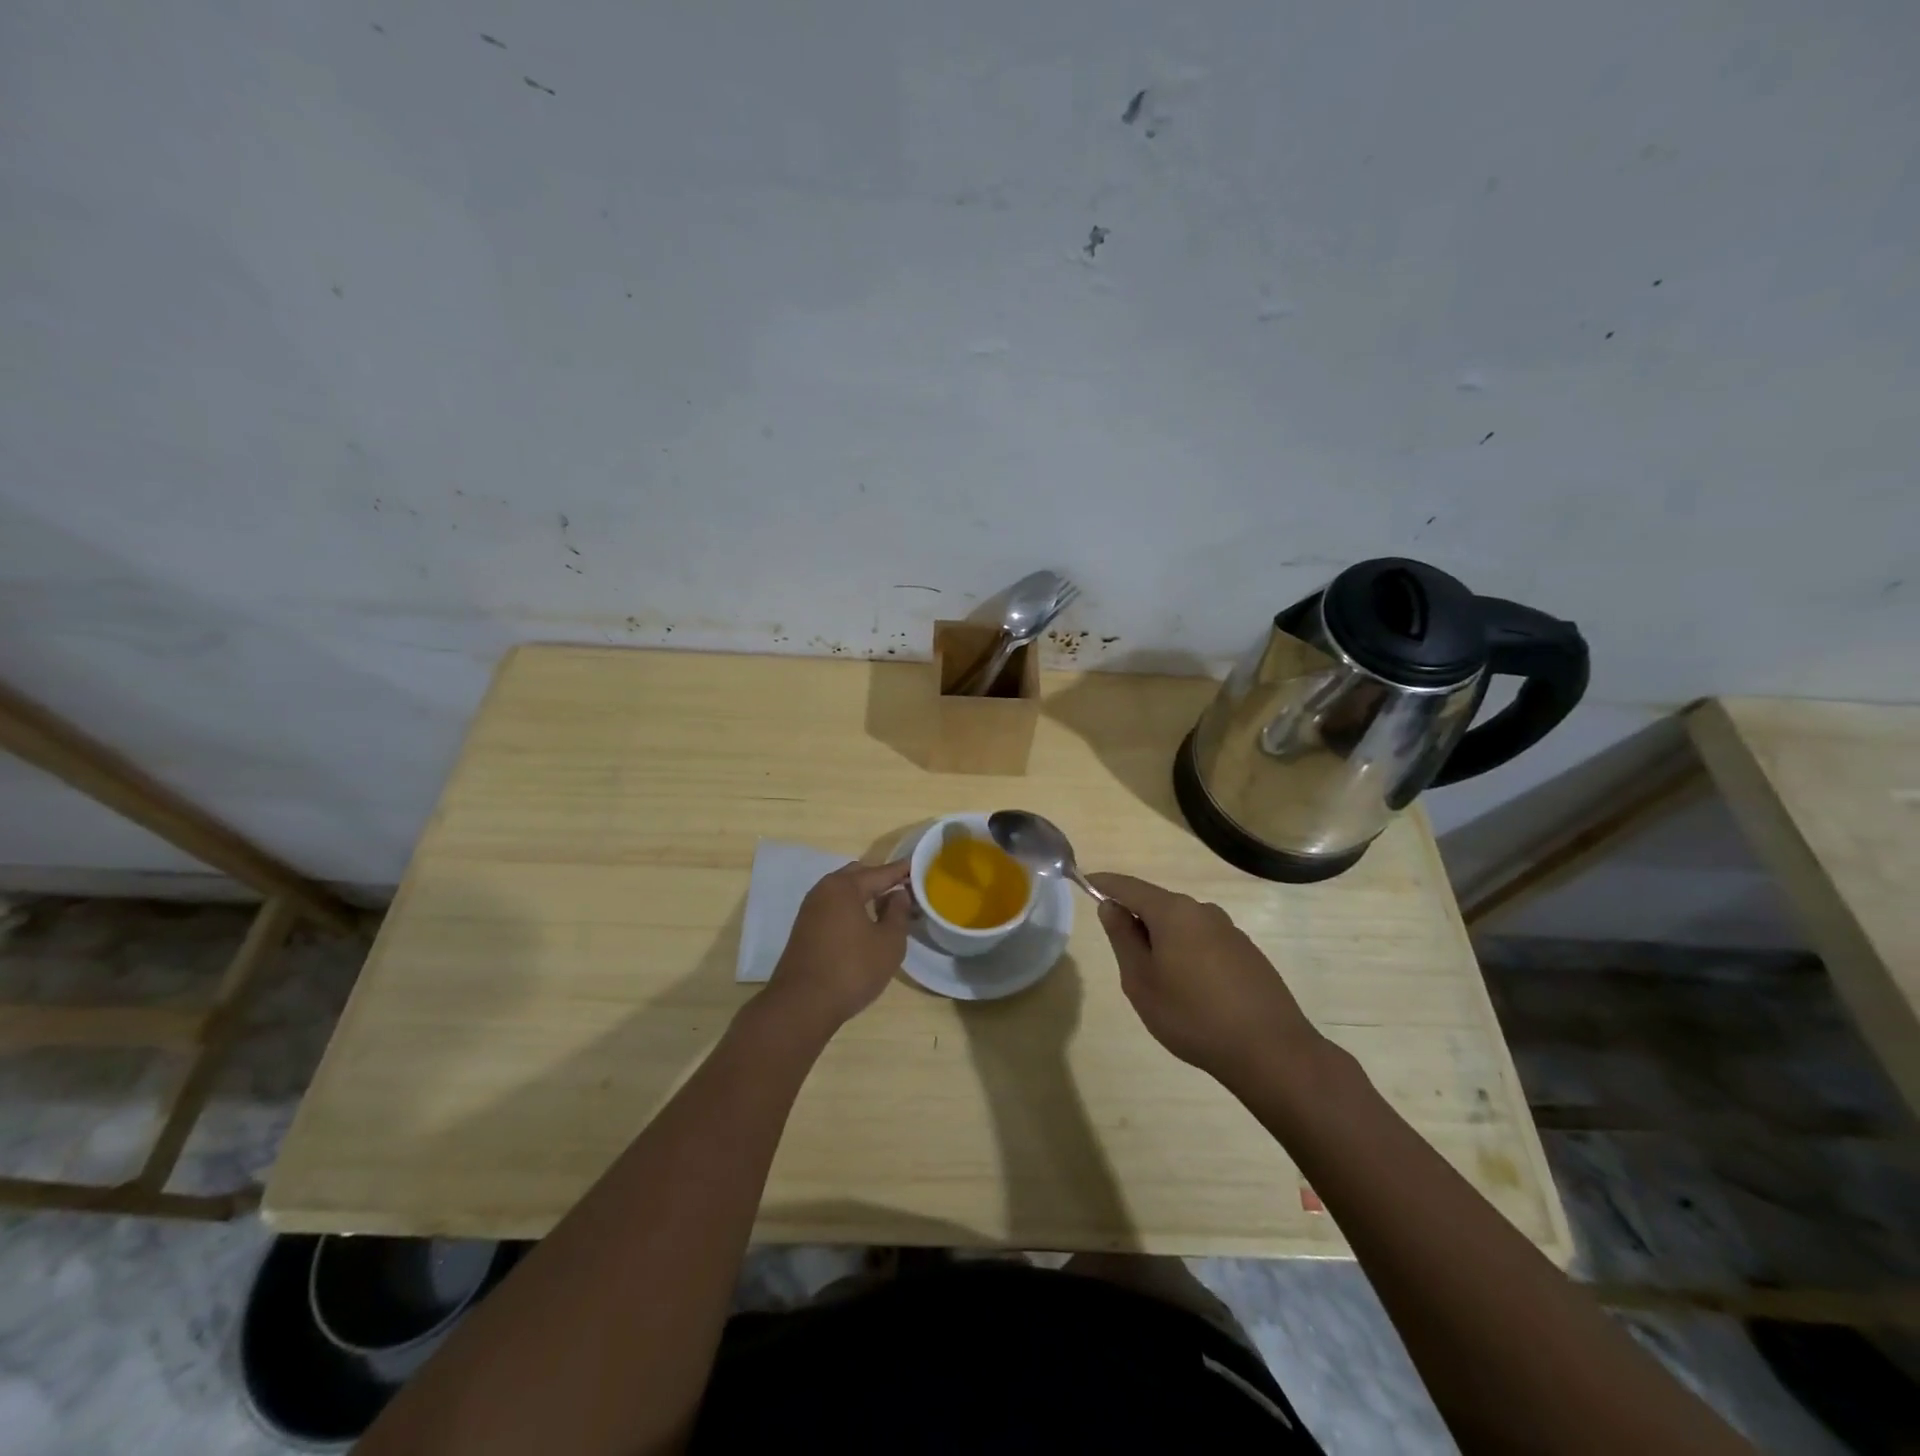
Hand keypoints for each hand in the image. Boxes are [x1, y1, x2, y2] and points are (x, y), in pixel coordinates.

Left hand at [761, 859, 912, 1037]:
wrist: (801, 1005)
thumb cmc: (852, 969)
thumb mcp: (889, 942)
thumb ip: (898, 913)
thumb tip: (899, 894)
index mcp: (844, 887)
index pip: (881, 872)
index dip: (903, 871)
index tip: (920, 868)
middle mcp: (823, 890)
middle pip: (858, 876)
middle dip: (881, 880)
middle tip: (905, 891)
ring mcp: (810, 910)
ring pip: (844, 893)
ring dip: (866, 896)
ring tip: (889, 909)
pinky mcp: (804, 929)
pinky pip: (834, 908)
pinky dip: (852, 909)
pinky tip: (865, 925)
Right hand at [1086, 872, 1325, 1091]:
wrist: (1270, 1051)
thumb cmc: (1192, 1016)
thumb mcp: (1141, 981)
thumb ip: (1123, 938)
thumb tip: (1111, 907)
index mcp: (1173, 912)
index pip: (1129, 886)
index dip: (1105, 884)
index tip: (1086, 882)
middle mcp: (1203, 911)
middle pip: (1158, 905)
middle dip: (1137, 921)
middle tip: (1124, 959)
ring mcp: (1230, 931)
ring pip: (1182, 926)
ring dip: (1164, 941)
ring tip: (1159, 983)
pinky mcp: (1247, 953)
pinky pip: (1204, 942)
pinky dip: (1188, 954)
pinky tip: (1192, 991)